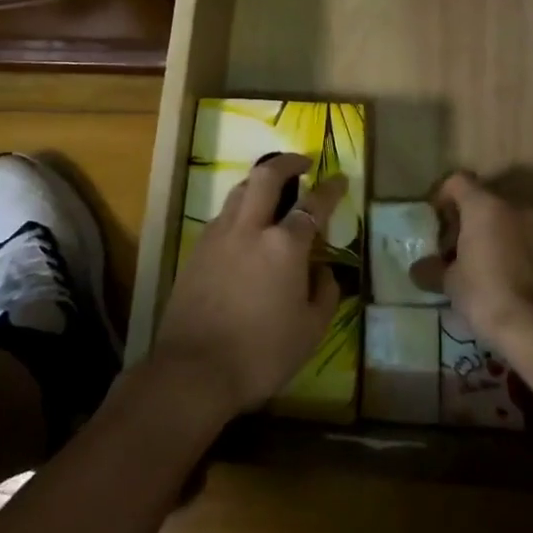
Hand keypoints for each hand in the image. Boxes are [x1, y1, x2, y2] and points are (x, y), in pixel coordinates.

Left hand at [154, 153, 342, 416]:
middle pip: (266, 175)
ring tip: (272, 191)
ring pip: (239, 191)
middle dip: (287, 162)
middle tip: (302, 163)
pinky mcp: (197, 250)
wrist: (193, 371)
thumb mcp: (310, 331)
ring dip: (259, 182)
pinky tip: (245, 228)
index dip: (330, 189)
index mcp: (284, 245)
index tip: (340, 178)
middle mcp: (250, 228)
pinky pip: (223, 216)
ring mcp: (218, 235)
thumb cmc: (261, 354)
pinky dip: (239, 210)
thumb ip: (324, 293)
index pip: (313, 204)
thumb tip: (323, 270)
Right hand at [415, 171, 532, 347]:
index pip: (459, 181)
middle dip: (473, 221)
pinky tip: (517, 281)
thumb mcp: (450, 285)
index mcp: (485, 206)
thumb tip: (419, 269)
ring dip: (500, 236)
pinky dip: (523, 252)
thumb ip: (433, 270)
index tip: (438, 221)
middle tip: (461, 249)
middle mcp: (517, 207)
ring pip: (514, 221)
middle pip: (488, 201)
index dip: (444, 196)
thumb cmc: (487, 297)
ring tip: (491, 267)